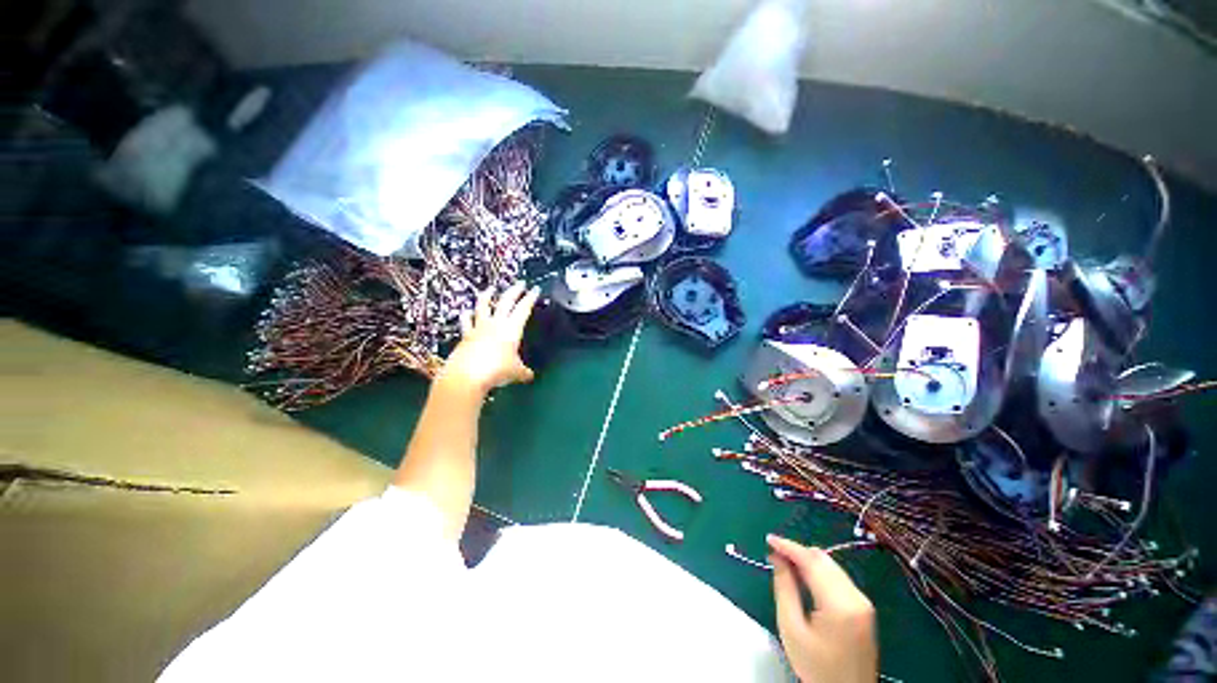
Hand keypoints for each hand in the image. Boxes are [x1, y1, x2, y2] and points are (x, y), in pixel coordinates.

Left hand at [441, 282, 539, 393]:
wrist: (467, 375)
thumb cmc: (497, 371)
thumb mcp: (516, 372)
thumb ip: (524, 372)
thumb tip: (530, 376)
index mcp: (512, 329)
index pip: (524, 308)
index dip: (530, 297)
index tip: (535, 289)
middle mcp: (496, 324)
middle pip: (506, 301)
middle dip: (514, 290)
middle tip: (520, 283)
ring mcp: (479, 327)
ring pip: (483, 305)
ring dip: (488, 295)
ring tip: (491, 288)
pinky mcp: (466, 335)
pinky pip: (466, 321)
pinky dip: (467, 314)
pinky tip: (466, 310)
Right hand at [768, 534, 877, 682]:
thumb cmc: (816, 666)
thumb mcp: (792, 629)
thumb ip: (785, 589)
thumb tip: (778, 559)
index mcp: (839, 604)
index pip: (812, 562)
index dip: (789, 547)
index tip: (769, 539)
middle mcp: (856, 597)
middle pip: (824, 560)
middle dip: (798, 551)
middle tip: (774, 552)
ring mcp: (863, 602)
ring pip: (832, 566)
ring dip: (808, 560)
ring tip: (785, 562)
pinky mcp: (864, 608)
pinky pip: (838, 577)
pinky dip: (819, 571)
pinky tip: (804, 576)